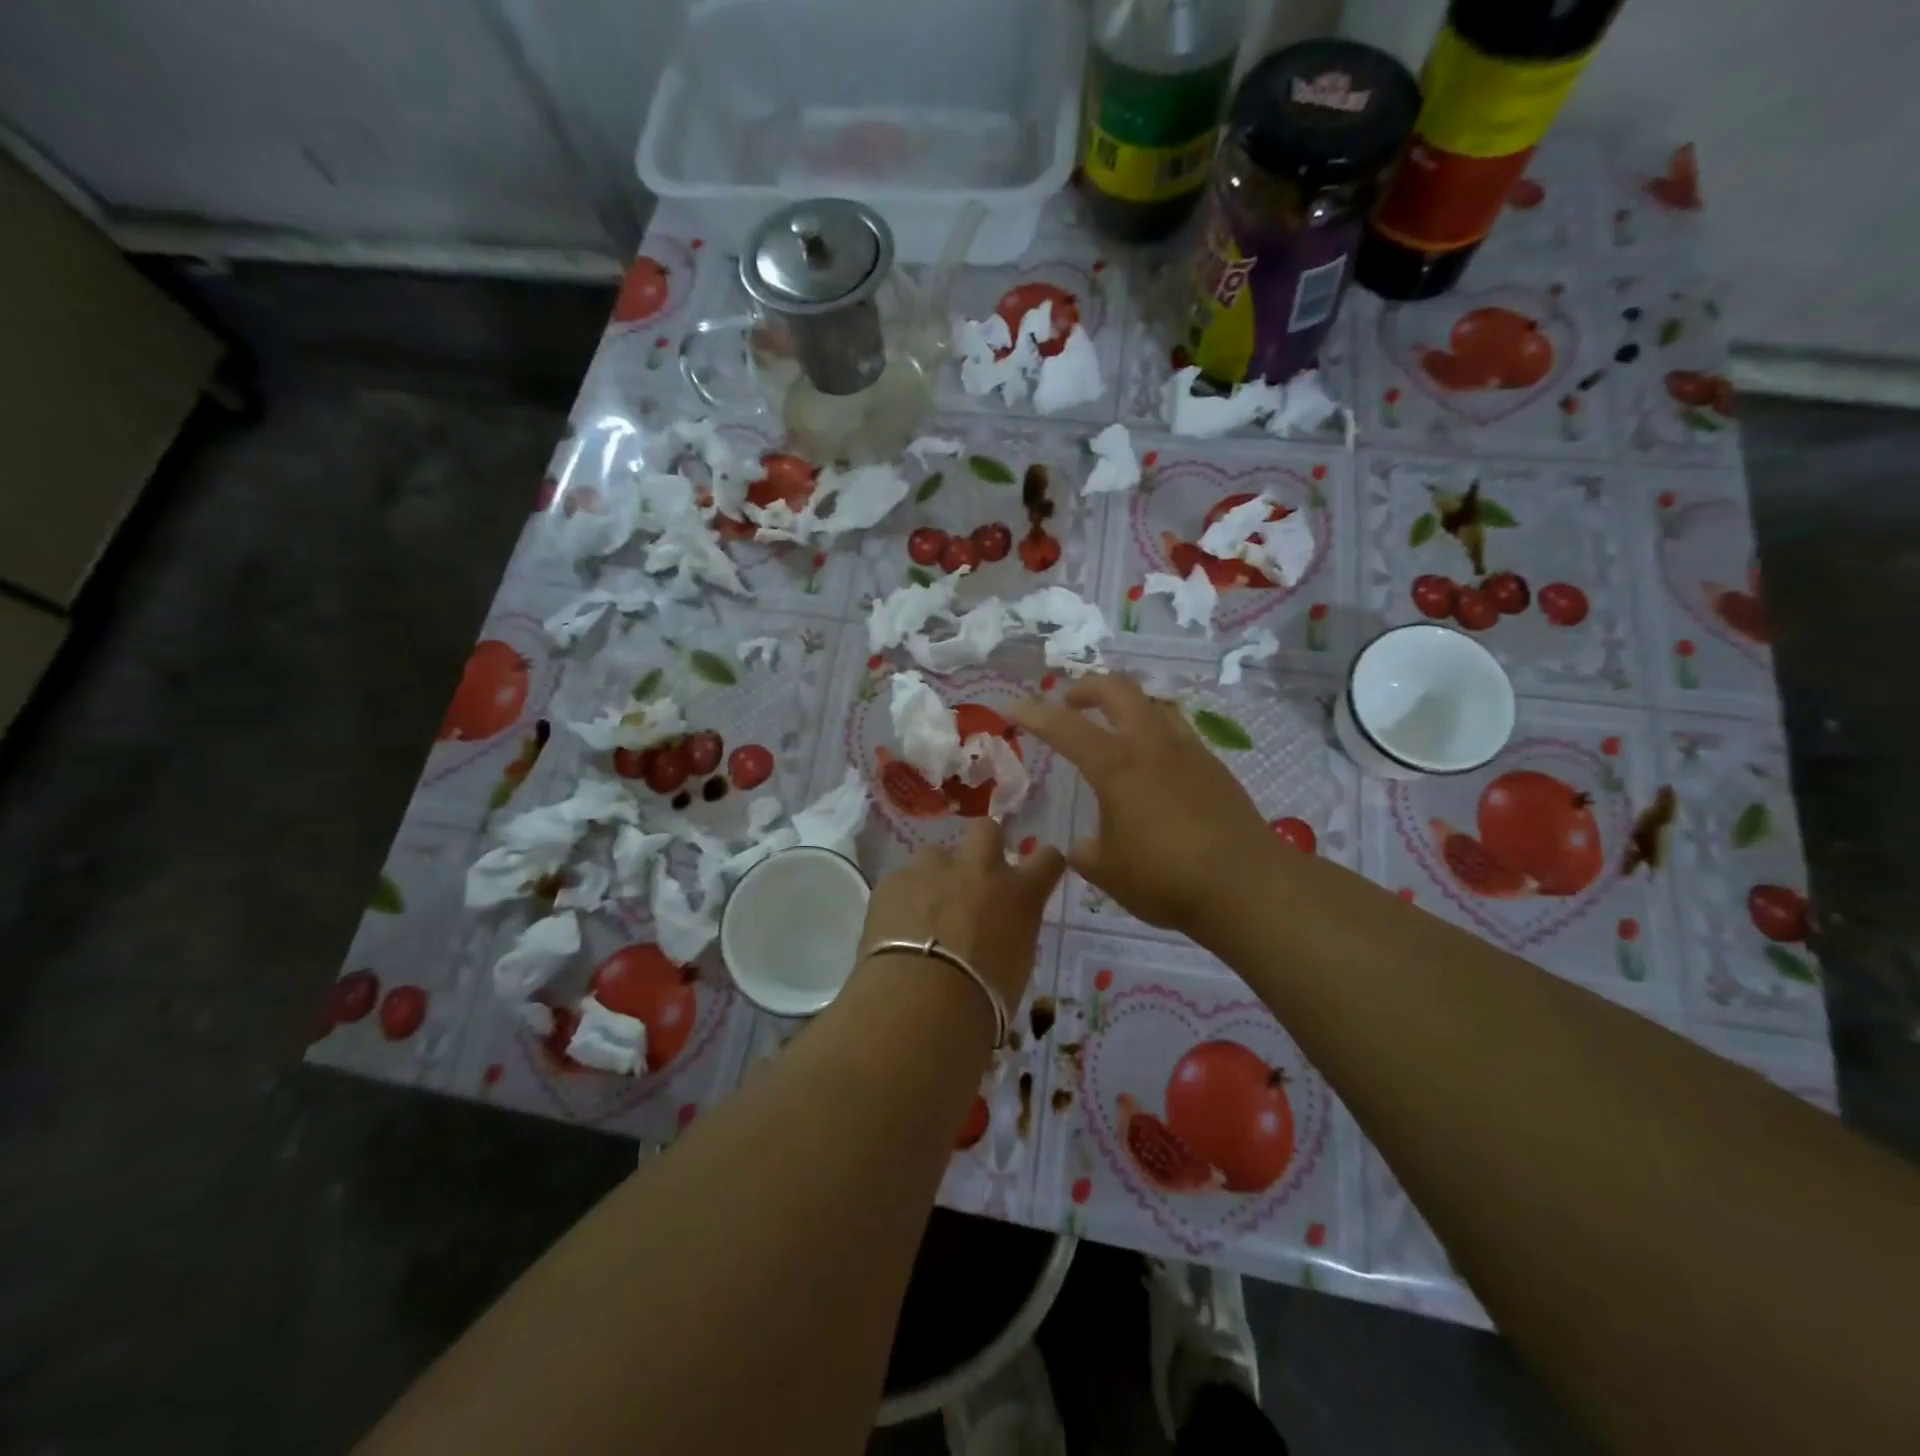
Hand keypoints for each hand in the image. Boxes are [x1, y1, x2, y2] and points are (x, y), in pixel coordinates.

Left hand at [860, 819, 1064, 1007]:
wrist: (921, 1000)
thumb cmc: (983, 999)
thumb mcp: (1016, 966)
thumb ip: (1010, 933)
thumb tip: (997, 931)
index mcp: (1019, 893)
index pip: (1048, 859)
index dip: (1043, 863)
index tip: (1038, 873)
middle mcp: (979, 869)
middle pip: (987, 830)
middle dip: (982, 845)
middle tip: (973, 876)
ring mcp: (932, 869)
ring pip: (936, 855)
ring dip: (935, 875)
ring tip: (925, 910)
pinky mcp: (893, 880)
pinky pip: (901, 881)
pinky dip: (903, 899)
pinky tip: (896, 928)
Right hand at [1009, 674, 1275, 936]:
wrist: (1246, 885)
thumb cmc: (1165, 877)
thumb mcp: (1108, 872)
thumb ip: (1088, 853)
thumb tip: (1083, 847)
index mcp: (1116, 765)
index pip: (1065, 727)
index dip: (1034, 714)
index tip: (1012, 707)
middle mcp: (1151, 745)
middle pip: (1118, 690)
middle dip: (1087, 688)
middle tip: (1070, 702)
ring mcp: (1188, 751)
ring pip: (1153, 704)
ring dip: (1126, 704)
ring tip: (1113, 725)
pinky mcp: (1214, 767)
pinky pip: (1177, 731)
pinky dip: (1154, 731)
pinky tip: (1153, 763)